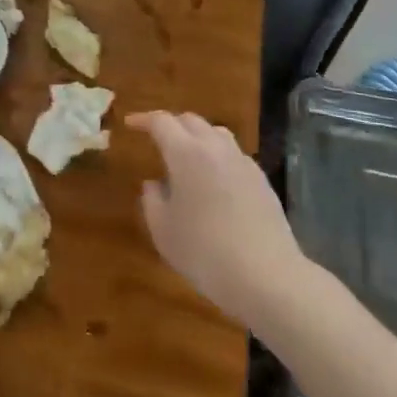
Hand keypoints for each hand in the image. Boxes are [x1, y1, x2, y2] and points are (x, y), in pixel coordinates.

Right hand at [127, 111, 303, 326]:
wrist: (266, 276)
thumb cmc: (204, 252)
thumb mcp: (163, 231)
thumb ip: (152, 201)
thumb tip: (153, 184)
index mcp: (186, 154)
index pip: (161, 122)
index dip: (143, 120)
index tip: (130, 124)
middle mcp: (215, 148)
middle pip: (191, 121)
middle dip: (171, 125)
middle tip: (157, 140)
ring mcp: (243, 162)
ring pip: (216, 133)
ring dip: (197, 137)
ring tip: (187, 157)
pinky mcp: (262, 180)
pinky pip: (234, 155)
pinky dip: (218, 157)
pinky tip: (214, 182)